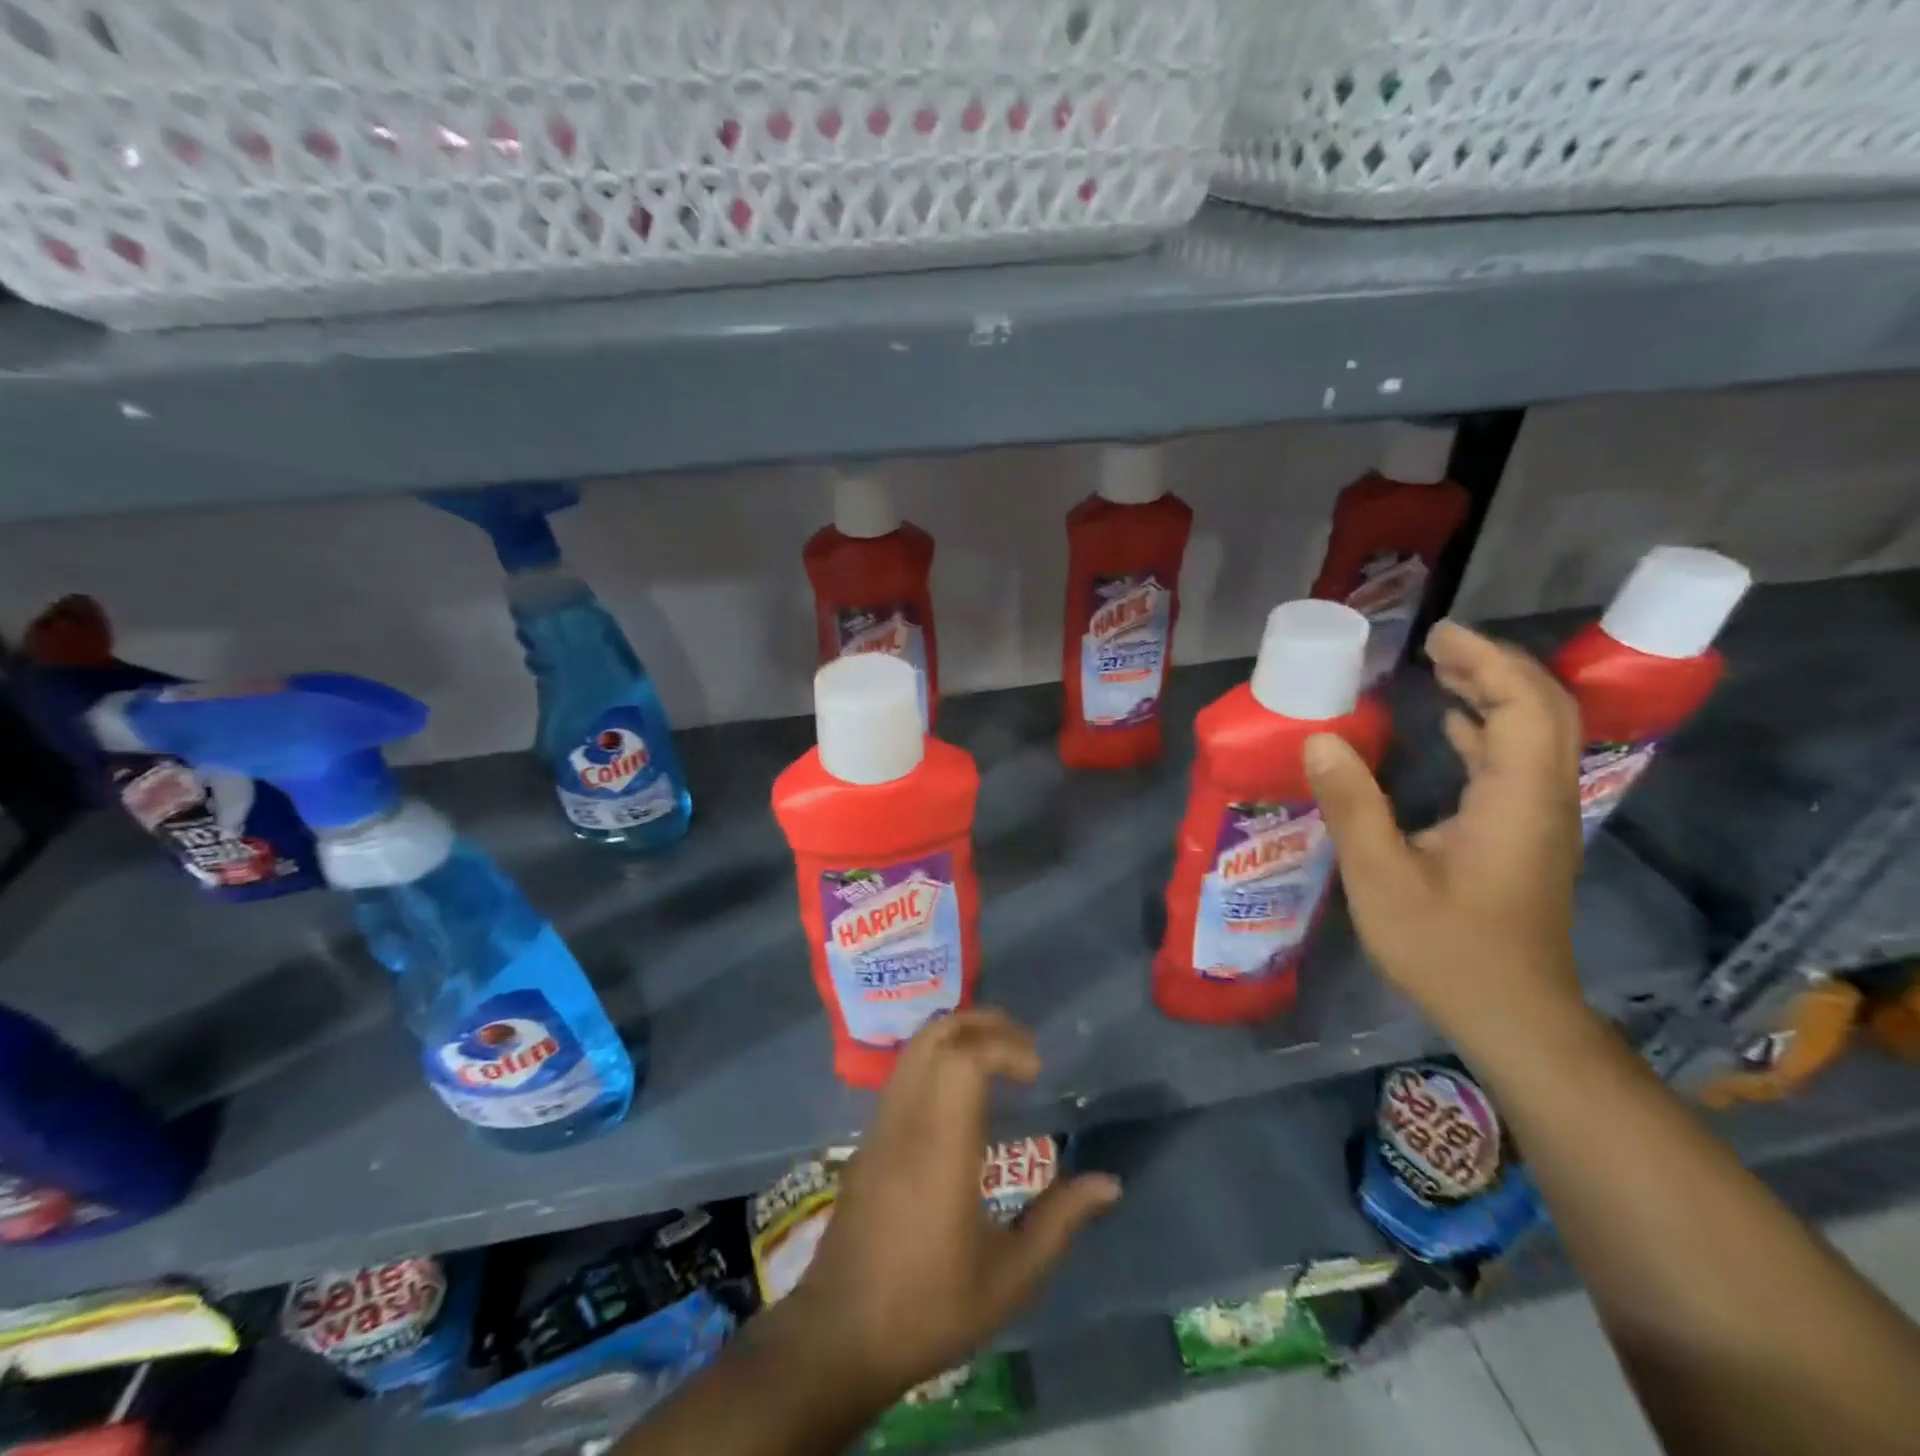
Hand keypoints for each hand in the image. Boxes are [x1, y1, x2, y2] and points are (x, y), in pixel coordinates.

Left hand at [785, 1010, 1121, 1399]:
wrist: (839, 1336)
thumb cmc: (929, 1309)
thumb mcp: (1010, 1279)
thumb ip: (1060, 1222)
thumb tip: (1109, 1183)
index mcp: (941, 1149)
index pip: (964, 1060)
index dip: (1004, 1047)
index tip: (1036, 1071)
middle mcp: (907, 1121)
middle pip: (936, 1036)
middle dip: (983, 1024)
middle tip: (1023, 1048)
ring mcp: (881, 1125)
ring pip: (915, 1048)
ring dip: (958, 1036)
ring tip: (999, 1060)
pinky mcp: (869, 1138)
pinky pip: (904, 1073)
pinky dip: (937, 1058)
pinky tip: (962, 1093)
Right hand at [1304, 620, 1585, 1043]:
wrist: (1513, 1016)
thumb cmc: (1446, 948)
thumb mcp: (1381, 878)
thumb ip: (1352, 805)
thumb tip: (1320, 739)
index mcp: (1517, 801)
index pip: (1522, 707)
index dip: (1487, 662)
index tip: (1438, 636)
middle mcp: (1543, 800)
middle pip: (1543, 711)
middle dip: (1496, 667)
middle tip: (1438, 645)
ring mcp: (1539, 820)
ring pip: (1536, 736)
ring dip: (1495, 695)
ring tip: (1443, 670)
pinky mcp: (1526, 838)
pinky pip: (1519, 764)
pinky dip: (1489, 731)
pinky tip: (1452, 728)